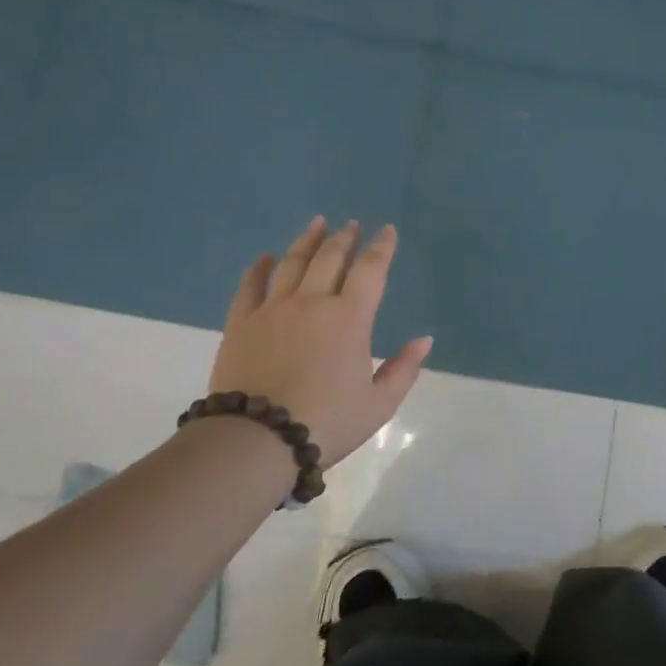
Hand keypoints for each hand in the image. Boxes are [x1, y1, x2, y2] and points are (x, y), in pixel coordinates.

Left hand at [207, 217, 432, 466]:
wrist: (256, 441)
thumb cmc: (327, 422)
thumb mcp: (379, 404)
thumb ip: (404, 369)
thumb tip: (424, 340)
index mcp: (349, 318)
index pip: (370, 270)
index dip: (381, 247)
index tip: (387, 230)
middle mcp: (312, 302)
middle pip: (330, 258)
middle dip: (345, 238)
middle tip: (351, 225)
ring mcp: (273, 309)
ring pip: (292, 263)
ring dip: (307, 241)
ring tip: (317, 223)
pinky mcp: (241, 323)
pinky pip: (251, 285)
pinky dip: (259, 267)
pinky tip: (265, 256)